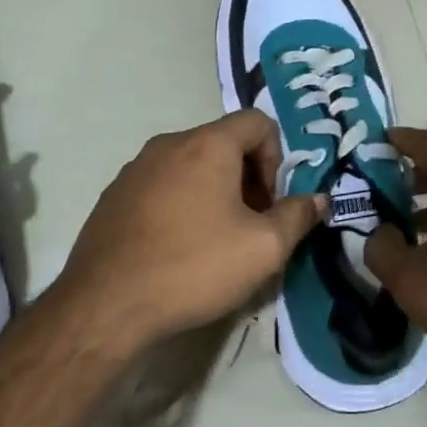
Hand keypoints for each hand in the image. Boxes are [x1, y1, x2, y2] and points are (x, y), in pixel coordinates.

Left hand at [51, 110, 324, 354]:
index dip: (277, 157)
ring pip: (190, 165)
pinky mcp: (114, 195)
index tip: (271, 203)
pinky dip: (180, 204)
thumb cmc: (194, 267)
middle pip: (223, 143)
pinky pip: (161, 185)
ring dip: (214, 192)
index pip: (257, 122)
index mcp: (207, 144)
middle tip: (251, 226)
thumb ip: (298, 216)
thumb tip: (318, 199)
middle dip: (247, 178)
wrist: (108, 304)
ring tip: (215, 241)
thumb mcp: (264, 249)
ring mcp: (135, 168)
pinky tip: (177, 248)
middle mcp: (168, 144)